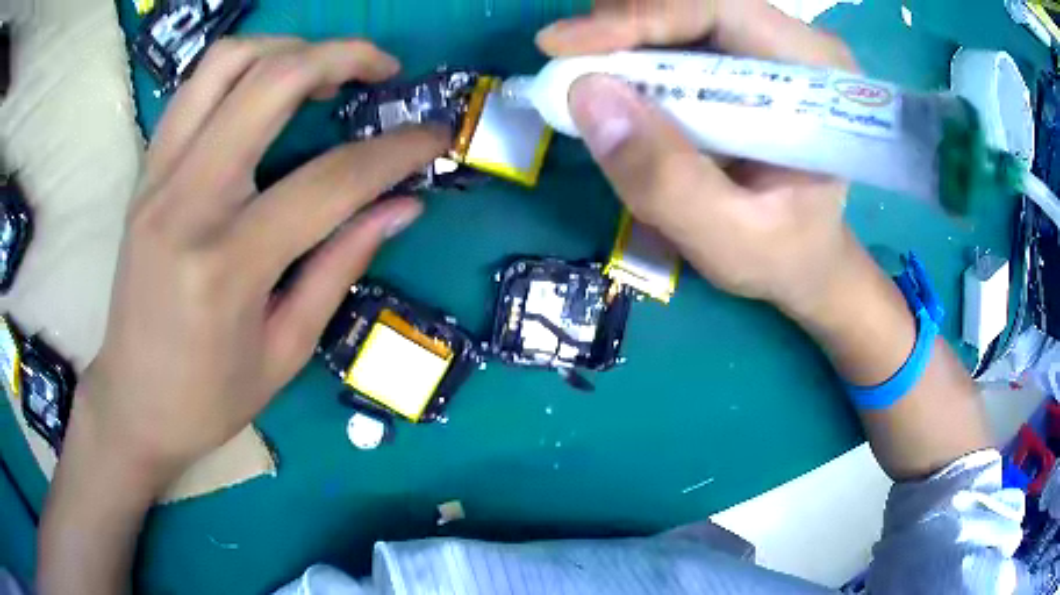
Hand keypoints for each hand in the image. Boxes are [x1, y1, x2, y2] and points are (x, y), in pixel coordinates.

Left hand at [72, 38, 448, 490]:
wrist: (132, 402)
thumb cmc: (209, 398)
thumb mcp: (286, 350)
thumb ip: (341, 264)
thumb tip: (401, 206)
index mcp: (228, 265)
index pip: (330, 181)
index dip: (397, 152)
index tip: (437, 136)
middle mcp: (186, 202)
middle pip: (272, 82)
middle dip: (344, 57)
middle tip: (383, 70)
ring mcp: (157, 178)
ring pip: (226, 63)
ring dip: (287, 48)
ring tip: (323, 68)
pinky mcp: (145, 173)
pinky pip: (194, 88)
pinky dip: (241, 68)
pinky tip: (266, 87)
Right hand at [536, 0, 858, 315]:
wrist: (806, 261)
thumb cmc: (783, 255)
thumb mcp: (729, 240)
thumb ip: (667, 180)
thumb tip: (587, 96)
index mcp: (817, 75)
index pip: (721, 10)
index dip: (640, 17)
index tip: (563, 44)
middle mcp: (796, 46)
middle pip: (695, 4)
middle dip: (624, 25)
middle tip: (567, 60)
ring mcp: (770, 48)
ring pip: (682, 14)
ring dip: (624, 37)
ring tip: (587, 74)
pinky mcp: (745, 60)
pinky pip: (680, 36)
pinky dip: (635, 52)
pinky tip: (616, 80)